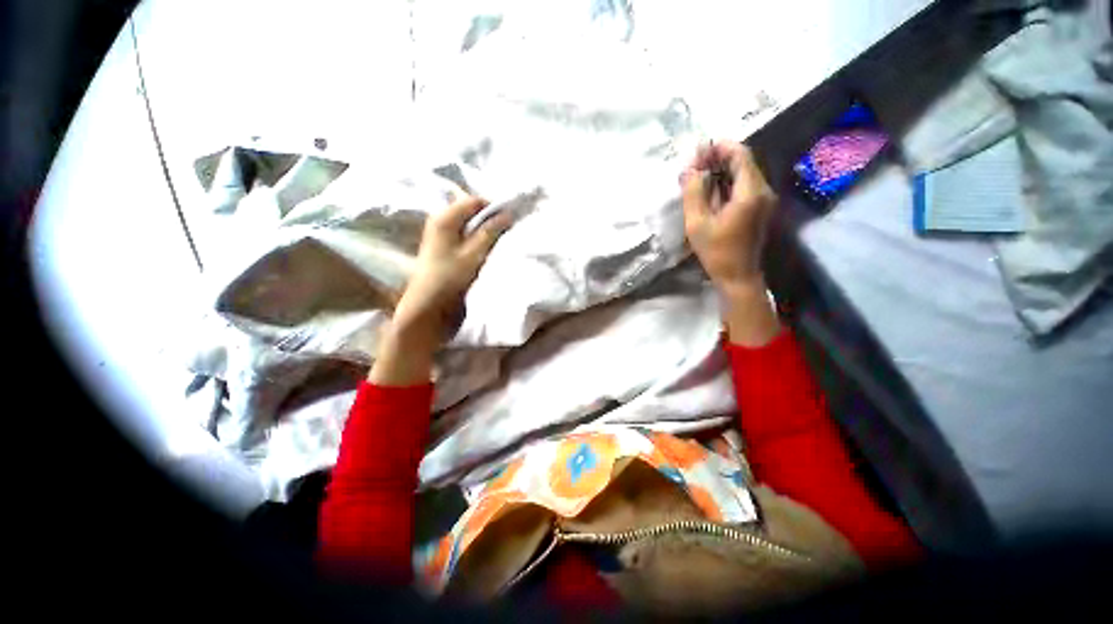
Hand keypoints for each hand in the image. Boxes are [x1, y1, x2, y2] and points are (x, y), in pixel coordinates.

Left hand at [370, 194, 511, 384]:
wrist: (428, 307)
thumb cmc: (450, 278)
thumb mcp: (474, 254)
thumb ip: (491, 231)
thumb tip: (508, 213)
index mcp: (445, 218)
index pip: (474, 201)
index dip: (495, 207)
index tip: (512, 219)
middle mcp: (440, 221)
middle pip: (471, 211)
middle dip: (491, 219)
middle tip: (508, 230)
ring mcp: (441, 236)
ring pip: (470, 225)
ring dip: (486, 230)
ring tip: (501, 240)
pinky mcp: (445, 249)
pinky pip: (466, 236)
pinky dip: (479, 239)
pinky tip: (488, 249)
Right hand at [681, 141, 780, 346]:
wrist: (738, 277)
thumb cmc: (717, 252)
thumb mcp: (697, 223)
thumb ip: (693, 193)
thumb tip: (689, 169)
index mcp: (751, 192)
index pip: (740, 155)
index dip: (720, 148)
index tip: (699, 150)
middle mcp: (763, 191)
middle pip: (743, 162)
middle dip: (719, 158)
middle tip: (694, 163)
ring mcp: (763, 200)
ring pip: (743, 174)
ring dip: (721, 171)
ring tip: (698, 175)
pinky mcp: (759, 209)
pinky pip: (744, 187)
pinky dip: (727, 183)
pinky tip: (709, 190)